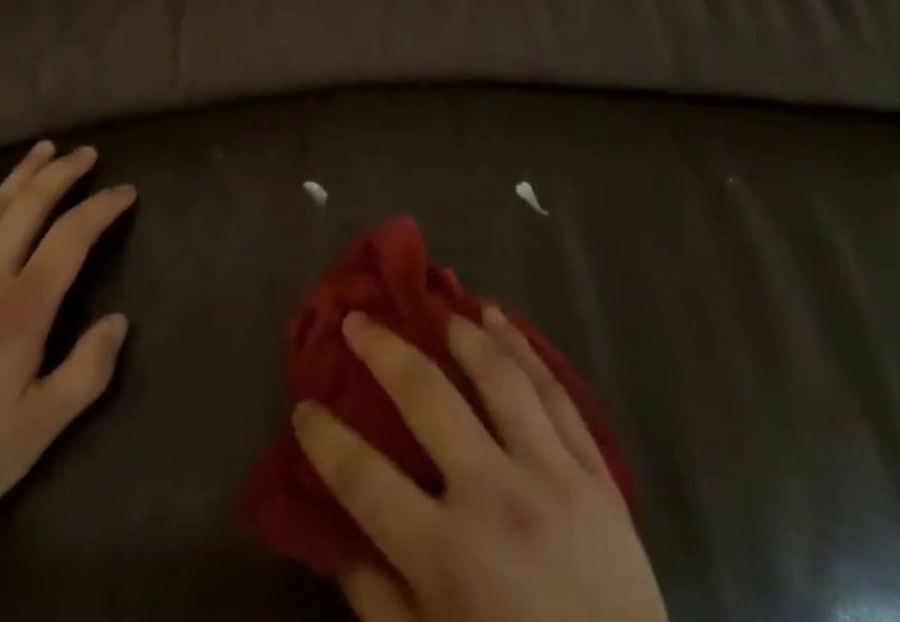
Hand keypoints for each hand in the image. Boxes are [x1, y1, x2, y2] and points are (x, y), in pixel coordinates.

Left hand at [0, 141, 134, 533]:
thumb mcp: (38, 430)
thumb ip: (87, 373)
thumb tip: (120, 321)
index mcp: (23, 308)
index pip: (72, 237)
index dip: (102, 207)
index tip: (126, 191)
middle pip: (31, 206)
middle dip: (63, 173)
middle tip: (87, 153)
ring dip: (21, 174)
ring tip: (45, 148)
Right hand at [294, 307, 668, 621]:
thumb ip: (380, 603)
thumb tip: (340, 539)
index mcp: (447, 557)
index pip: (364, 479)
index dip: (324, 438)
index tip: (303, 407)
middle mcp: (494, 499)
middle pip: (426, 396)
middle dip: (382, 349)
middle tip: (357, 318)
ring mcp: (551, 477)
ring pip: (499, 377)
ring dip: (463, 333)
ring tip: (439, 307)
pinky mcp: (596, 474)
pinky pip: (556, 395)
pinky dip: (524, 350)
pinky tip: (501, 321)